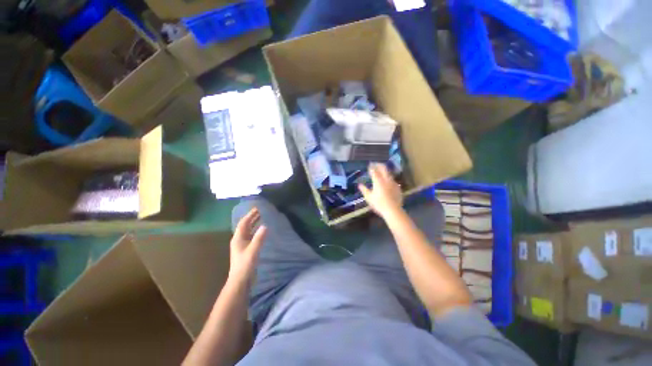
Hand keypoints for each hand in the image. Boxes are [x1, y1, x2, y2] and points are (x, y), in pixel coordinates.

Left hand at [230, 208, 267, 281]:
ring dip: (253, 223)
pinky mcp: (245, 249)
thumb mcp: (253, 250)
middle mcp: (239, 239)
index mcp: (238, 238)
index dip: (250, 215)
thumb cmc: (245, 264)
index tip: (257, 208)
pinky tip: (260, 230)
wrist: (240, 280)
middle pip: (245, 225)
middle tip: (260, 211)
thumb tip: (265, 225)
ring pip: (248, 230)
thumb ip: (259, 238)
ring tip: (261, 217)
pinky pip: (250, 235)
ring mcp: (242, 244)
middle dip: (252, 218)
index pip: (243, 223)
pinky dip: (255, 230)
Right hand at [358, 163, 402, 217]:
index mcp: (378, 181)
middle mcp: (386, 180)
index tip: (369, 164)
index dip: (371, 167)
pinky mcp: (398, 187)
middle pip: (383, 168)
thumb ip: (364, 190)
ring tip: (381, 172)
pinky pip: (392, 180)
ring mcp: (393, 183)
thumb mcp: (369, 197)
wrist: (393, 210)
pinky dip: (388, 178)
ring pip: (389, 173)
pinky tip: (387, 182)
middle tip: (376, 164)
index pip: (374, 171)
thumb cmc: (379, 204)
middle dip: (379, 165)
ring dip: (384, 171)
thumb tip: (359, 185)